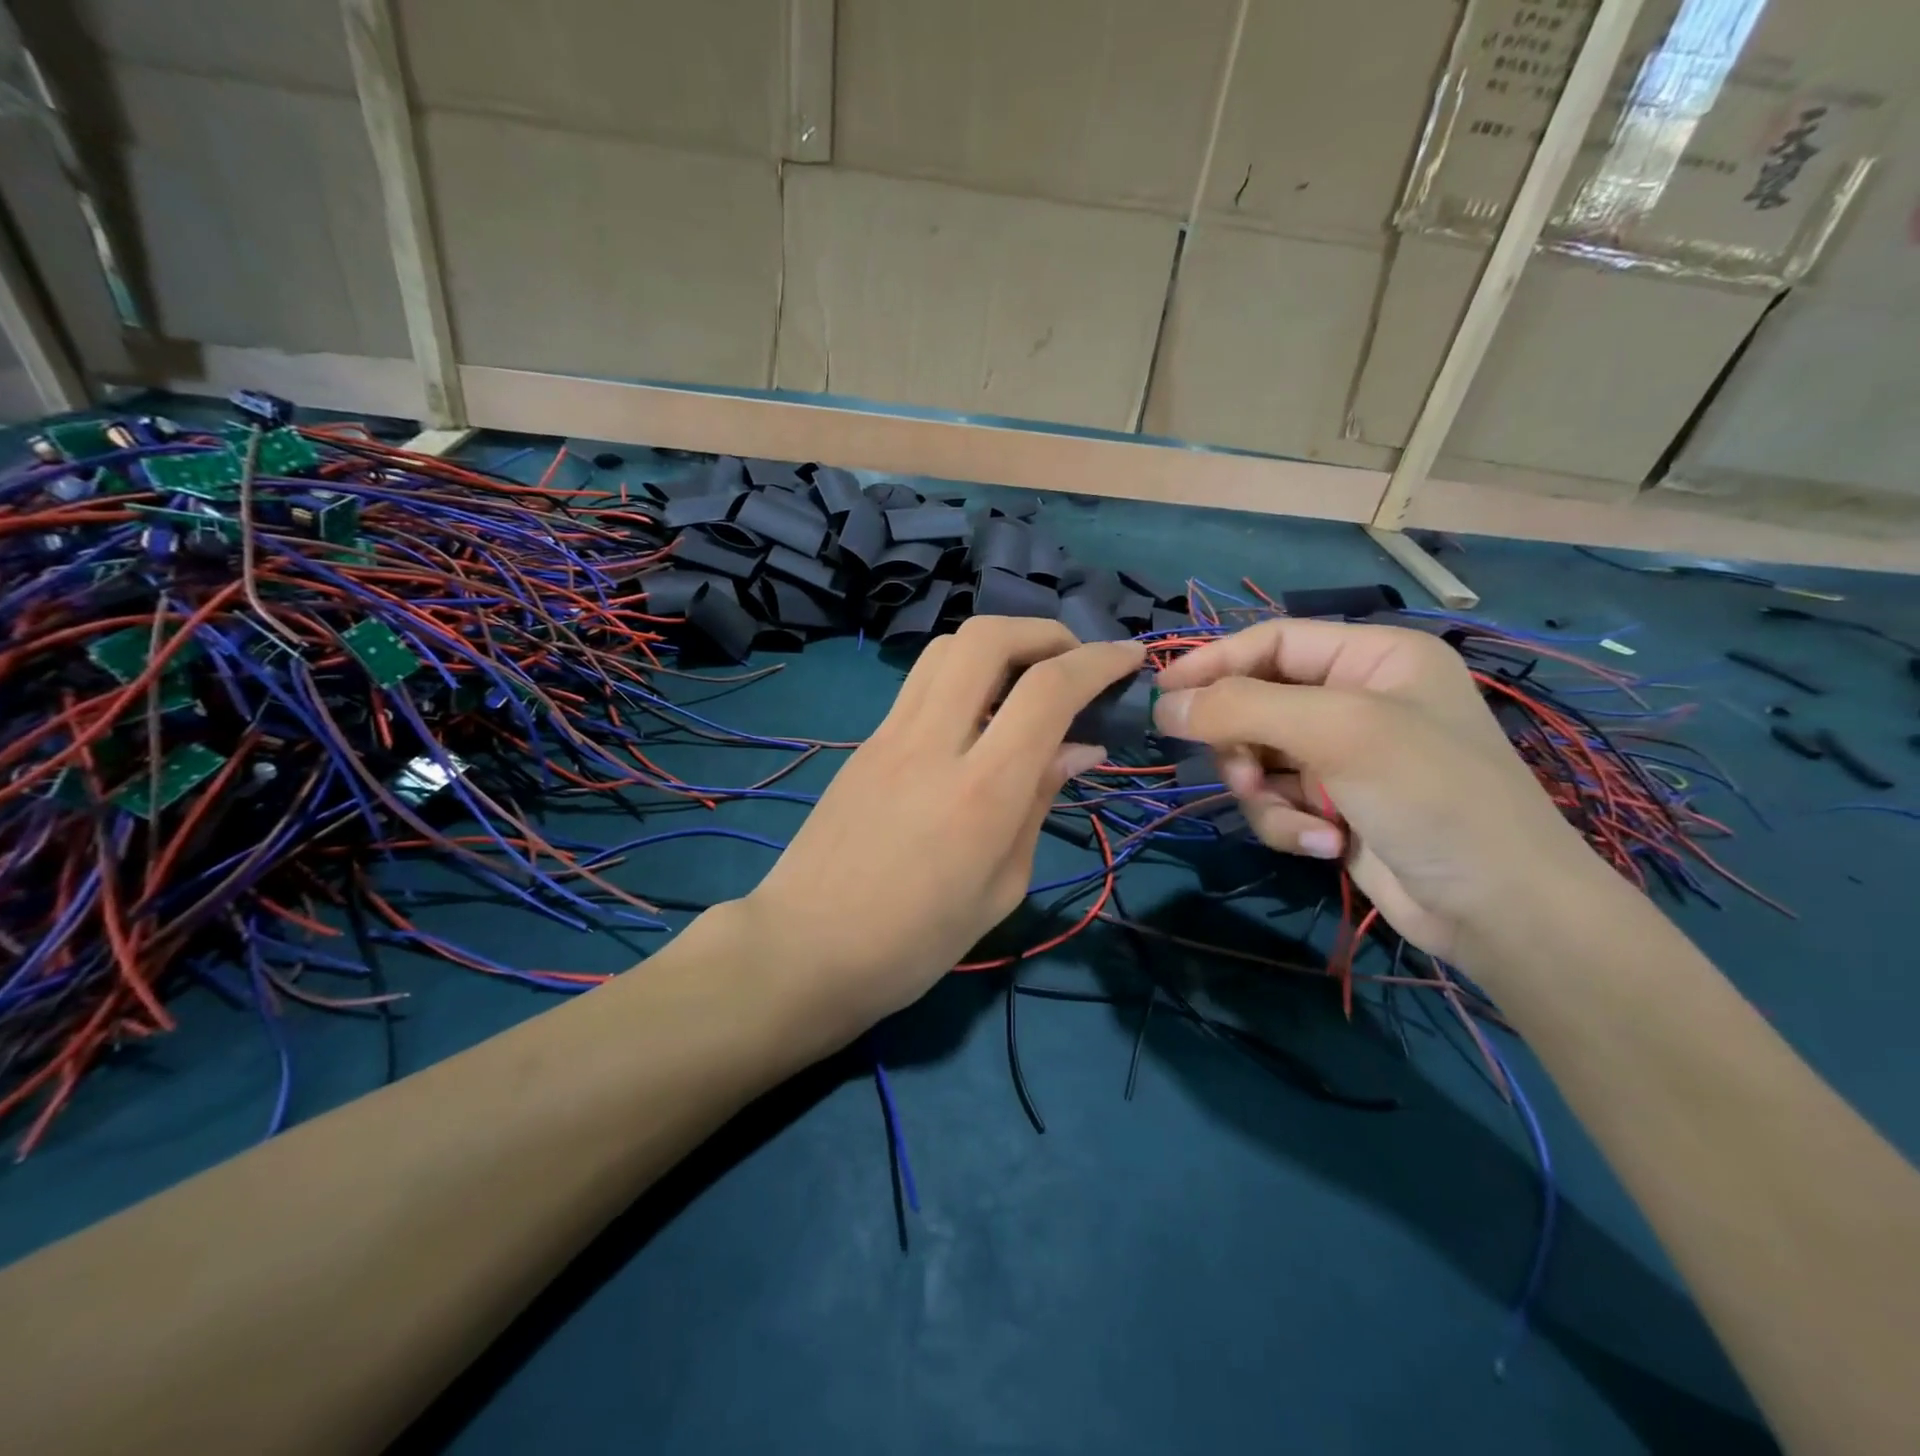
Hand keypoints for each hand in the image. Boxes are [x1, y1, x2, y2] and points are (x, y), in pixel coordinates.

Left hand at [737, 616, 1145, 1043]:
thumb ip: (1039, 804)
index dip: (1098, 661)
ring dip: (998, 643)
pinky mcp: (864, 743)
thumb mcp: (1001, 887)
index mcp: (982, 791)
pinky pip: (920, 684)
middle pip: (986, 638)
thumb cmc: (915, 943)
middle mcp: (933, 743)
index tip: (1130, 657)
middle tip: (1073, 659)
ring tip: (1026, 677)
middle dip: (1043, 631)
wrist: (804, 951)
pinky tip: (977, 716)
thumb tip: (1077, 748)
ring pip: (945, 648)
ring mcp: (889, 736)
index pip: (1048, 691)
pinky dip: (962, 675)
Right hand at [1153, 619, 1605, 958]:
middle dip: (1244, 746)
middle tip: (1246, 776)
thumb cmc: (1431, 795)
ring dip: (1265, 794)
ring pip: (1257, 758)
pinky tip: (1326, 844)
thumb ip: (1241, 709)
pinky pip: (1276, 800)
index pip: (1271, 641)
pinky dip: (1288, 823)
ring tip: (1302, 820)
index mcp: (1373, 657)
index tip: (1161, 695)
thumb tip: (1162, 706)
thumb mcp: (1336, 733)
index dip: (1213, 662)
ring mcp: (1344, 755)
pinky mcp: (1334, 805)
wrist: (1500, 909)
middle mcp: (1356, 698)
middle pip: (1255, 703)